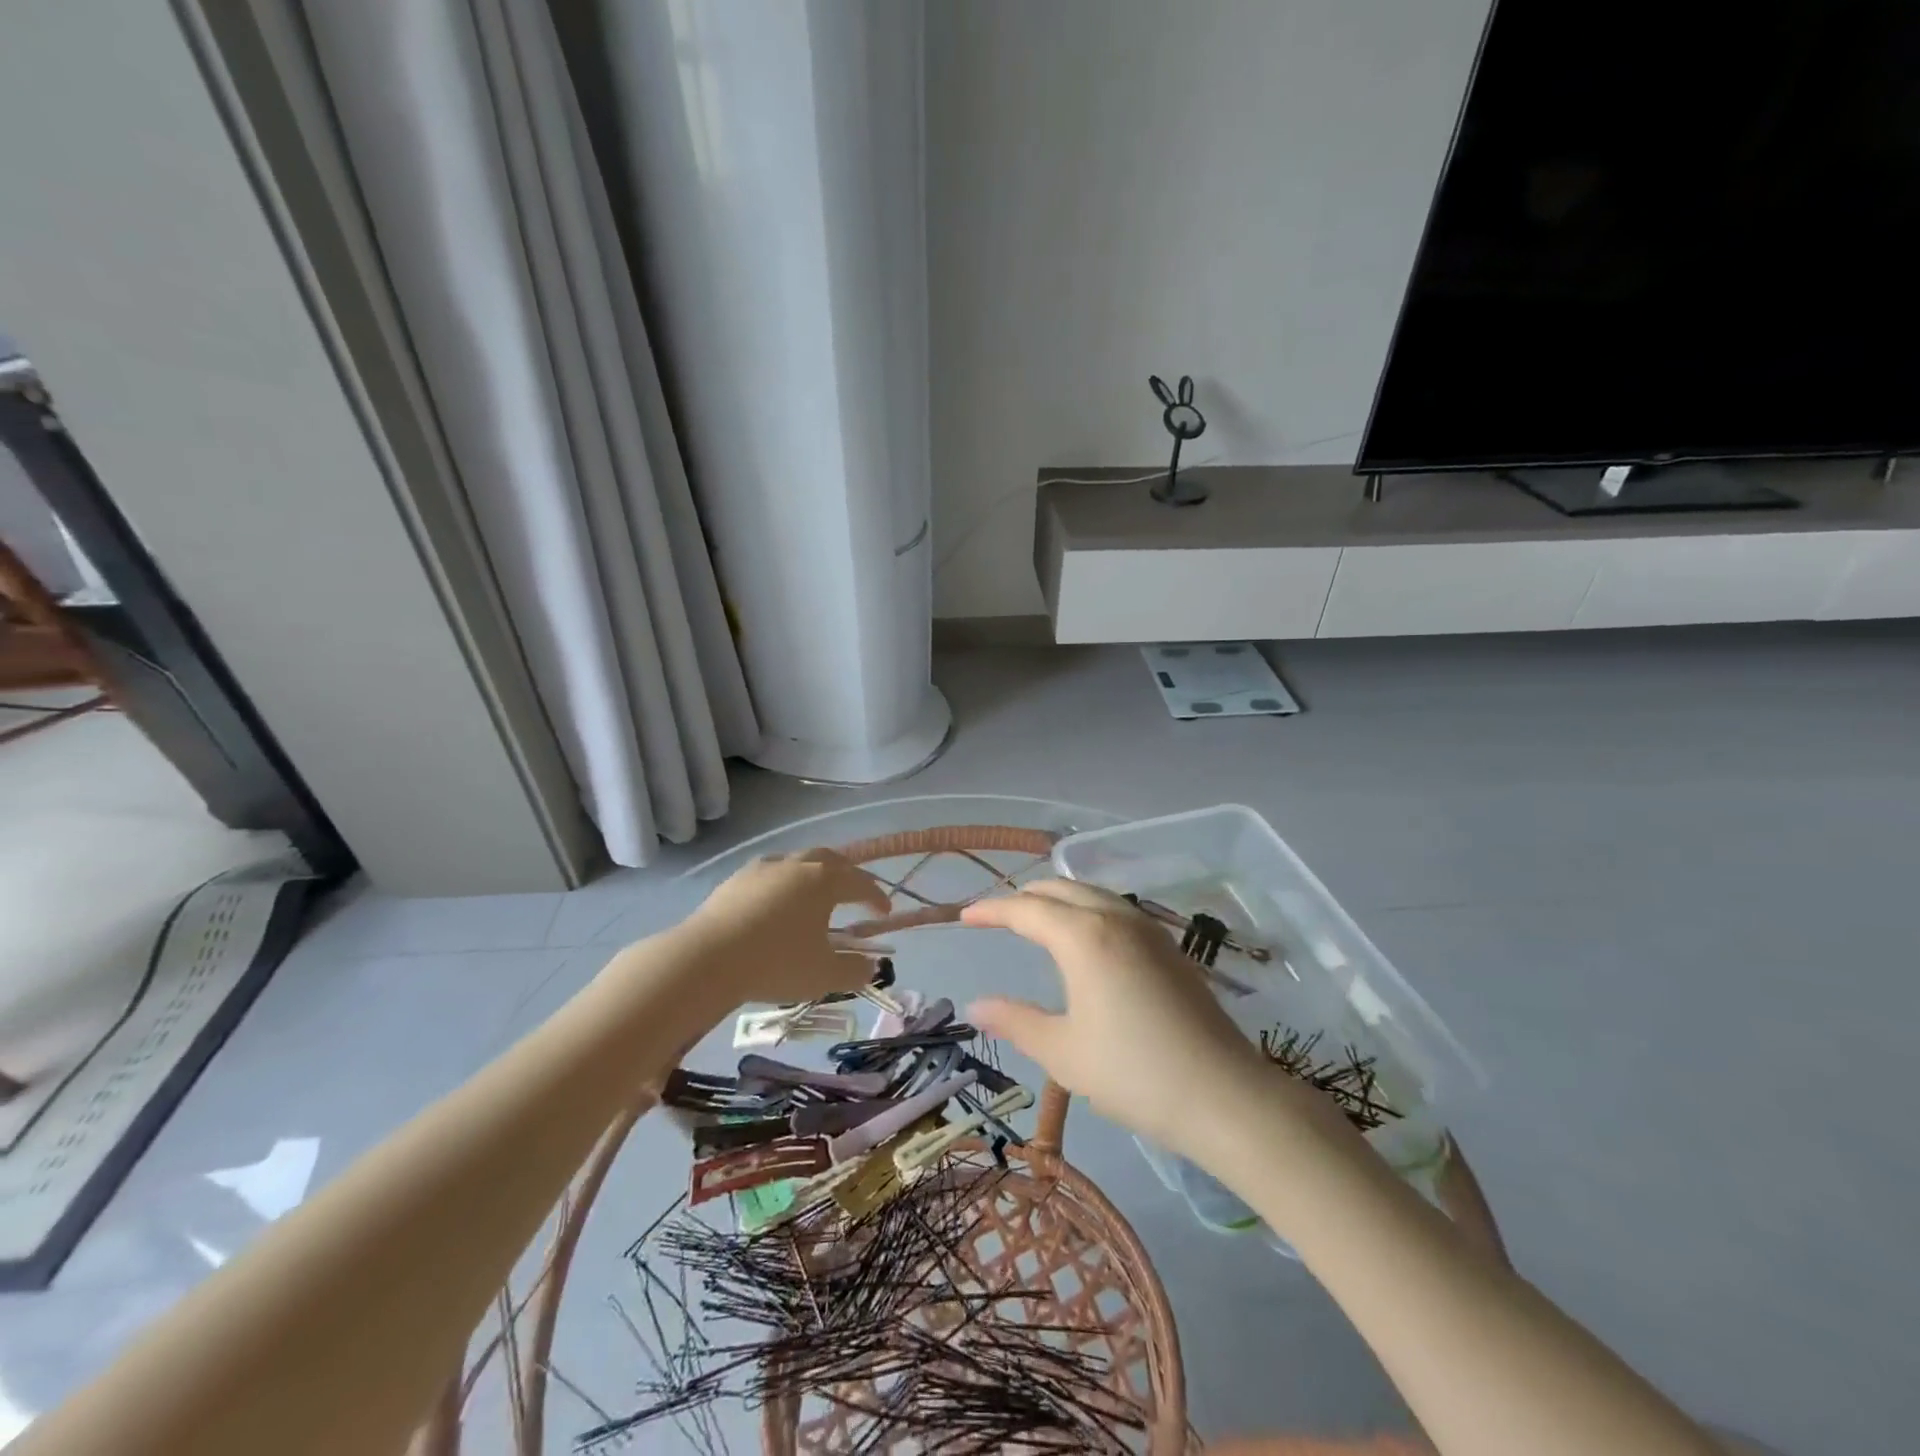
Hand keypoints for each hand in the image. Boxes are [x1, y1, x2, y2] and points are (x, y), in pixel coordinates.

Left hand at [677, 850, 891, 1006]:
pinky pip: (771, 873)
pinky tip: (777, 899)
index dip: (876, 896)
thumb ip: (854, 970)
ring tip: (816, 893)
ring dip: (814, 874)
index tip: (885, 911)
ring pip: (798, 862)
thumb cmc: (775, 963)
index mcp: (825, 880)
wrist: (706, 959)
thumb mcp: (824, 976)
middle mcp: (797, 864)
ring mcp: (764, 868)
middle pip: (831, 860)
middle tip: (856, 892)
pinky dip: (784, 882)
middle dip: (848, 874)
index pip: (861, 883)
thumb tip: (871, 967)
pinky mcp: (736, 879)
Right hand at [960, 880, 1279, 1158]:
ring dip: (1058, 898)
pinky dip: (1087, 909)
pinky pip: (1116, 909)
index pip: (1026, 909)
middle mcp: (1115, 918)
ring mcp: (1148, 929)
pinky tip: (1086, 938)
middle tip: (997, 917)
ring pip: (1092, 894)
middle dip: (1024, 897)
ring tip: (1037, 920)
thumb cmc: (1133, 1073)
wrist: (1224, 1095)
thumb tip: (975, 1006)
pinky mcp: (1169, 947)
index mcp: (1083, 936)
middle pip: (1060, 889)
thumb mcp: (1063, 1052)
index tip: (965, 917)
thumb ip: (1016, 1021)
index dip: (991, 910)